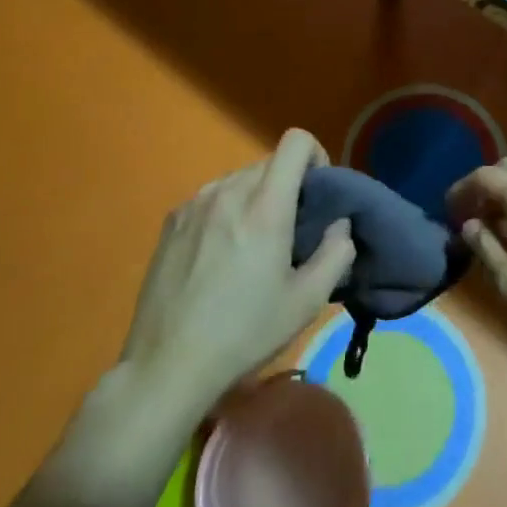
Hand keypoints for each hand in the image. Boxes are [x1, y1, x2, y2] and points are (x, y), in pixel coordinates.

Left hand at [117, 129, 354, 417]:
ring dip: (255, 197)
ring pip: (239, 179)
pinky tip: (218, 256)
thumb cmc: (244, 333)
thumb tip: (339, 225)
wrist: (167, 365)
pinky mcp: (171, 220)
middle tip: (290, 229)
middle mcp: (228, 191)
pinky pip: (211, 198)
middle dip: (287, 185)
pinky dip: (225, 211)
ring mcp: (195, 203)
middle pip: (269, 163)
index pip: (296, 141)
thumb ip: (336, 253)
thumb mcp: (306, 302)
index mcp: (265, 206)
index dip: (315, 155)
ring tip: (252, 245)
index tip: (317, 193)